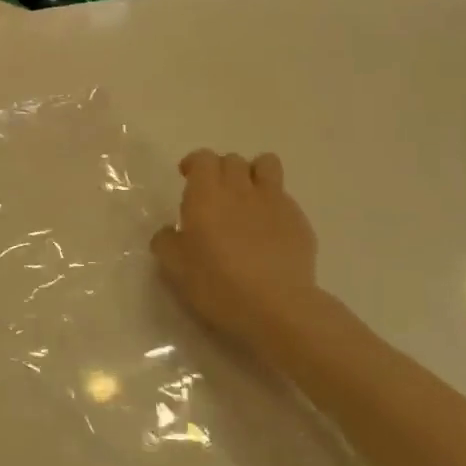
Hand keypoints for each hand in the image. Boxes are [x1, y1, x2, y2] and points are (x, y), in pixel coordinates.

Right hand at [152, 150, 318, 346]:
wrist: (275, 306)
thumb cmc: (216, 283)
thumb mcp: (174, 266)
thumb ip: (166, 241)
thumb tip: (171, 232)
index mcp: (206, 194)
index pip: (203, 158)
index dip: (194, 163)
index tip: (187, 178)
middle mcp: (240, 189)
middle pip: (232, 160)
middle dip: (221, 170)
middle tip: (214, 195)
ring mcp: (274, 202)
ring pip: (266, 164)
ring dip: (253, 173)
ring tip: (247, 197)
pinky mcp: (299, 220)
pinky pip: (284, 197)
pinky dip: (273, 204)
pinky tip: (268, 230)